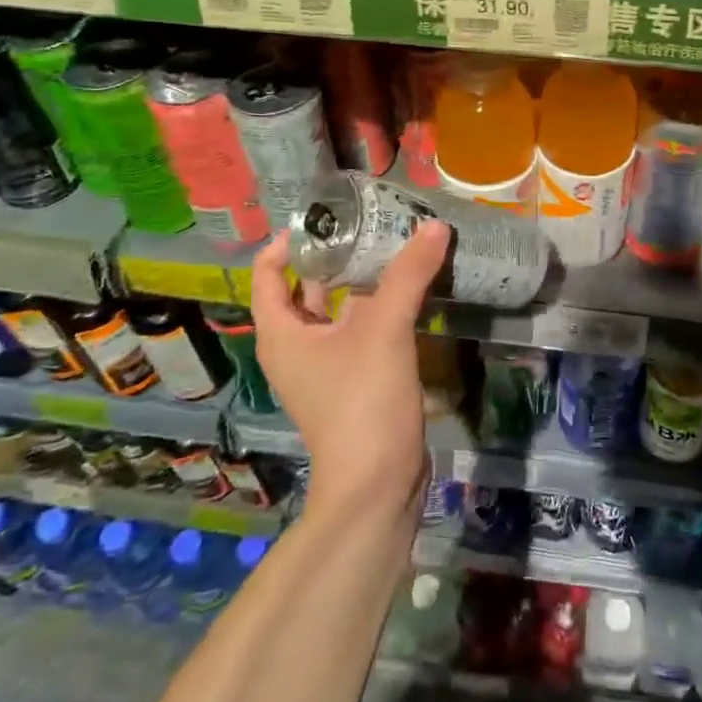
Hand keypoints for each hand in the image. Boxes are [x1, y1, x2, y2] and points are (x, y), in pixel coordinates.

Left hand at [250, 220, 450, 525]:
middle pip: (306, 286)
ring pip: (337, 308)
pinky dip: (378, 307)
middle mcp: (296, 345)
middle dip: (335, 254)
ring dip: (361, 280)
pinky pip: (359, 330)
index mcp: (281, 332)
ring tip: (395, 247)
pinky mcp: (353, 380)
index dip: (292, 240)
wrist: (376, 485)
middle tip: (372, 223)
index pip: (268, 271)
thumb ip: (408, 274)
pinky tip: (410, 291)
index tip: (330, 216)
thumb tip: (433, 224)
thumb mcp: (384, 329)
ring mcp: (325, 366)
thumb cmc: (362, 402)